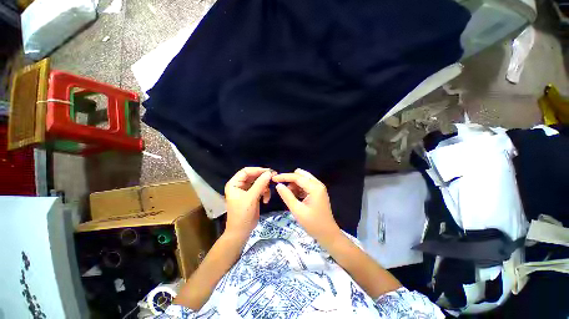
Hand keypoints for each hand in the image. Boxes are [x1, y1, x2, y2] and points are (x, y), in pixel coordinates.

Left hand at [225, 167, 274, 238]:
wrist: (241, 232)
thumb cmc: (242, 214)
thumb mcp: (251, 198)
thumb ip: (260, 184)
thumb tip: (269, 173)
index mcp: (234, 183)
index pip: (246, 171)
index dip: (257, 170)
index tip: (269, 171)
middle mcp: (239, 185)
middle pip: (253, 176)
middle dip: (263, 178)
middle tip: (273, 178)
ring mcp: (246, 191)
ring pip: (258, 182)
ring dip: (265, 187)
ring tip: (268, 193)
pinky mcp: (252, 196)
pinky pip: (260, 189)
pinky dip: (264, 193)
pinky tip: (266, 200)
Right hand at [273, 169, 340, 244]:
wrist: (328, 234)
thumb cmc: (313, 224)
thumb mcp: (297, 210)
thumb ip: (287, 196)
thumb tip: (278, 185)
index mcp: (314, 187)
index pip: (297, 177)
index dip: (284, 177)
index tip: (273, 179)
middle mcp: (318, 184)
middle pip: (301, 175)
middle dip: (290, 180)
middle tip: (282, 189)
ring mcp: (319, 188)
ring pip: (303, 179)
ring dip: (294, 185)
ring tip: (290, 196)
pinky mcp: (318, 192)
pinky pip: (306, 185)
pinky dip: (299, 188)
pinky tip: (295, 197)